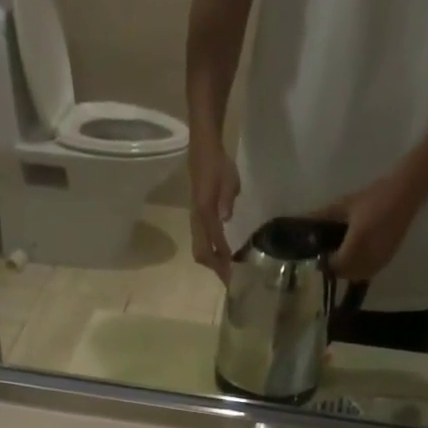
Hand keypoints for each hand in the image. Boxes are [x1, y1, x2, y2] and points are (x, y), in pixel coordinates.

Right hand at [188, 141, 241, 280]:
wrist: (203, 148)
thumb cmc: (218, 162)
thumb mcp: (229, 177)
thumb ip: (227, 198)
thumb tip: (225, 218)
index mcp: (205, 210)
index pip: (214, 241)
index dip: (223, 259)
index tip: (233, 274)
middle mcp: (197, 219)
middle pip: (201, 253)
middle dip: (215, 268)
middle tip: (229, 278)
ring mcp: (195, 219)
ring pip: (199, 250)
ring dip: (211, 263)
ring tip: (225, 270)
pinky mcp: (196, 218)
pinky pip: (200, 242)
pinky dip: (209, 253)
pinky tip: (220, 255)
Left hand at [311, 174, 424, 283]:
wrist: (406, 193)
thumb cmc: (374, 196)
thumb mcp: (345, 204)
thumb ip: (323, 216)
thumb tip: (302, 220)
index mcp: (355, 247)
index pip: (334, 266)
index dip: (324, 263)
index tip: (320, 253)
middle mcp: (367, 260)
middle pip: (344, 274)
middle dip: (336, 267)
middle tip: (330, 253)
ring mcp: (378, 262)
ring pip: (357, 276)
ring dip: (348, 269)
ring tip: (344, 253)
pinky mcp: (387, 260)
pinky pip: (368, 272)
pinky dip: (360, 268)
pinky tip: (358, 253)